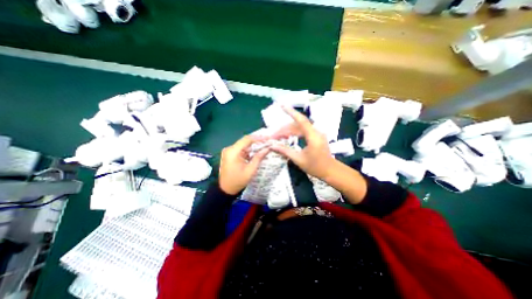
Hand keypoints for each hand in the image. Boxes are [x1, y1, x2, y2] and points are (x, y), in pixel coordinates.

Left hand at [219, 134, 270, 194]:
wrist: (225, 189)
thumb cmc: (238, 181)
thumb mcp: (250, 170)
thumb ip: (258, 158)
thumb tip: (267, 149)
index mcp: (233, 152)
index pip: (247, 139)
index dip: (258, 138)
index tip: (268, 139)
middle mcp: (229, 149)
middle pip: (245, 141)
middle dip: (257, 141)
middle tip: (267, 142)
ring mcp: (229, 151)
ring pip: (243, 144)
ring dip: (253, 146)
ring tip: (264, 146)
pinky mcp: (230, 154)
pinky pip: (241, 149)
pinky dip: (249, 150)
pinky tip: (256, 151)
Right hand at [268, 105, 333, 179]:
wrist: (330, 171)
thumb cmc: (315, 167)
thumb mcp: (299, 160)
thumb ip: (285, 151)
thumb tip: (273, 146)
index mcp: (313, 136)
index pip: (301, 120)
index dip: (291, 112)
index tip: (282, 105)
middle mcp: (315, 132)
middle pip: (298, 125)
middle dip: (285, 128)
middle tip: (274, 135)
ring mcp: (316, 134)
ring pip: (300, 128)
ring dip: (289, 131)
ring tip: (278, 136)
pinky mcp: (316, 137)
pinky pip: (303, 132)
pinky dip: (295, 133)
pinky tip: (288, 137)